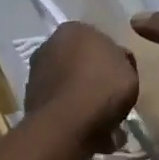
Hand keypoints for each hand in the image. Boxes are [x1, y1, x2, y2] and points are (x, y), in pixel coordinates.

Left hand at [24, 22, 138, 157]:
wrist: (66, 124)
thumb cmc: (102, 87)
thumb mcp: (128, 69)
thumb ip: (121, 61)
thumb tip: (115, 62)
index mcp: (72, 29)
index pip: (96, 39)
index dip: (111, 59)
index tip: (120, 77)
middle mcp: (48, 45)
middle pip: (78, 62)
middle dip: (92, 77)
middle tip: (110, 98)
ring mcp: (35, 73)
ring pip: (67, 84)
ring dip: (80, 98)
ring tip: (101, 120)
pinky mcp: (30, 100)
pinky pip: (60, 105)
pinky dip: (71, 114)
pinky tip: (87, 130)